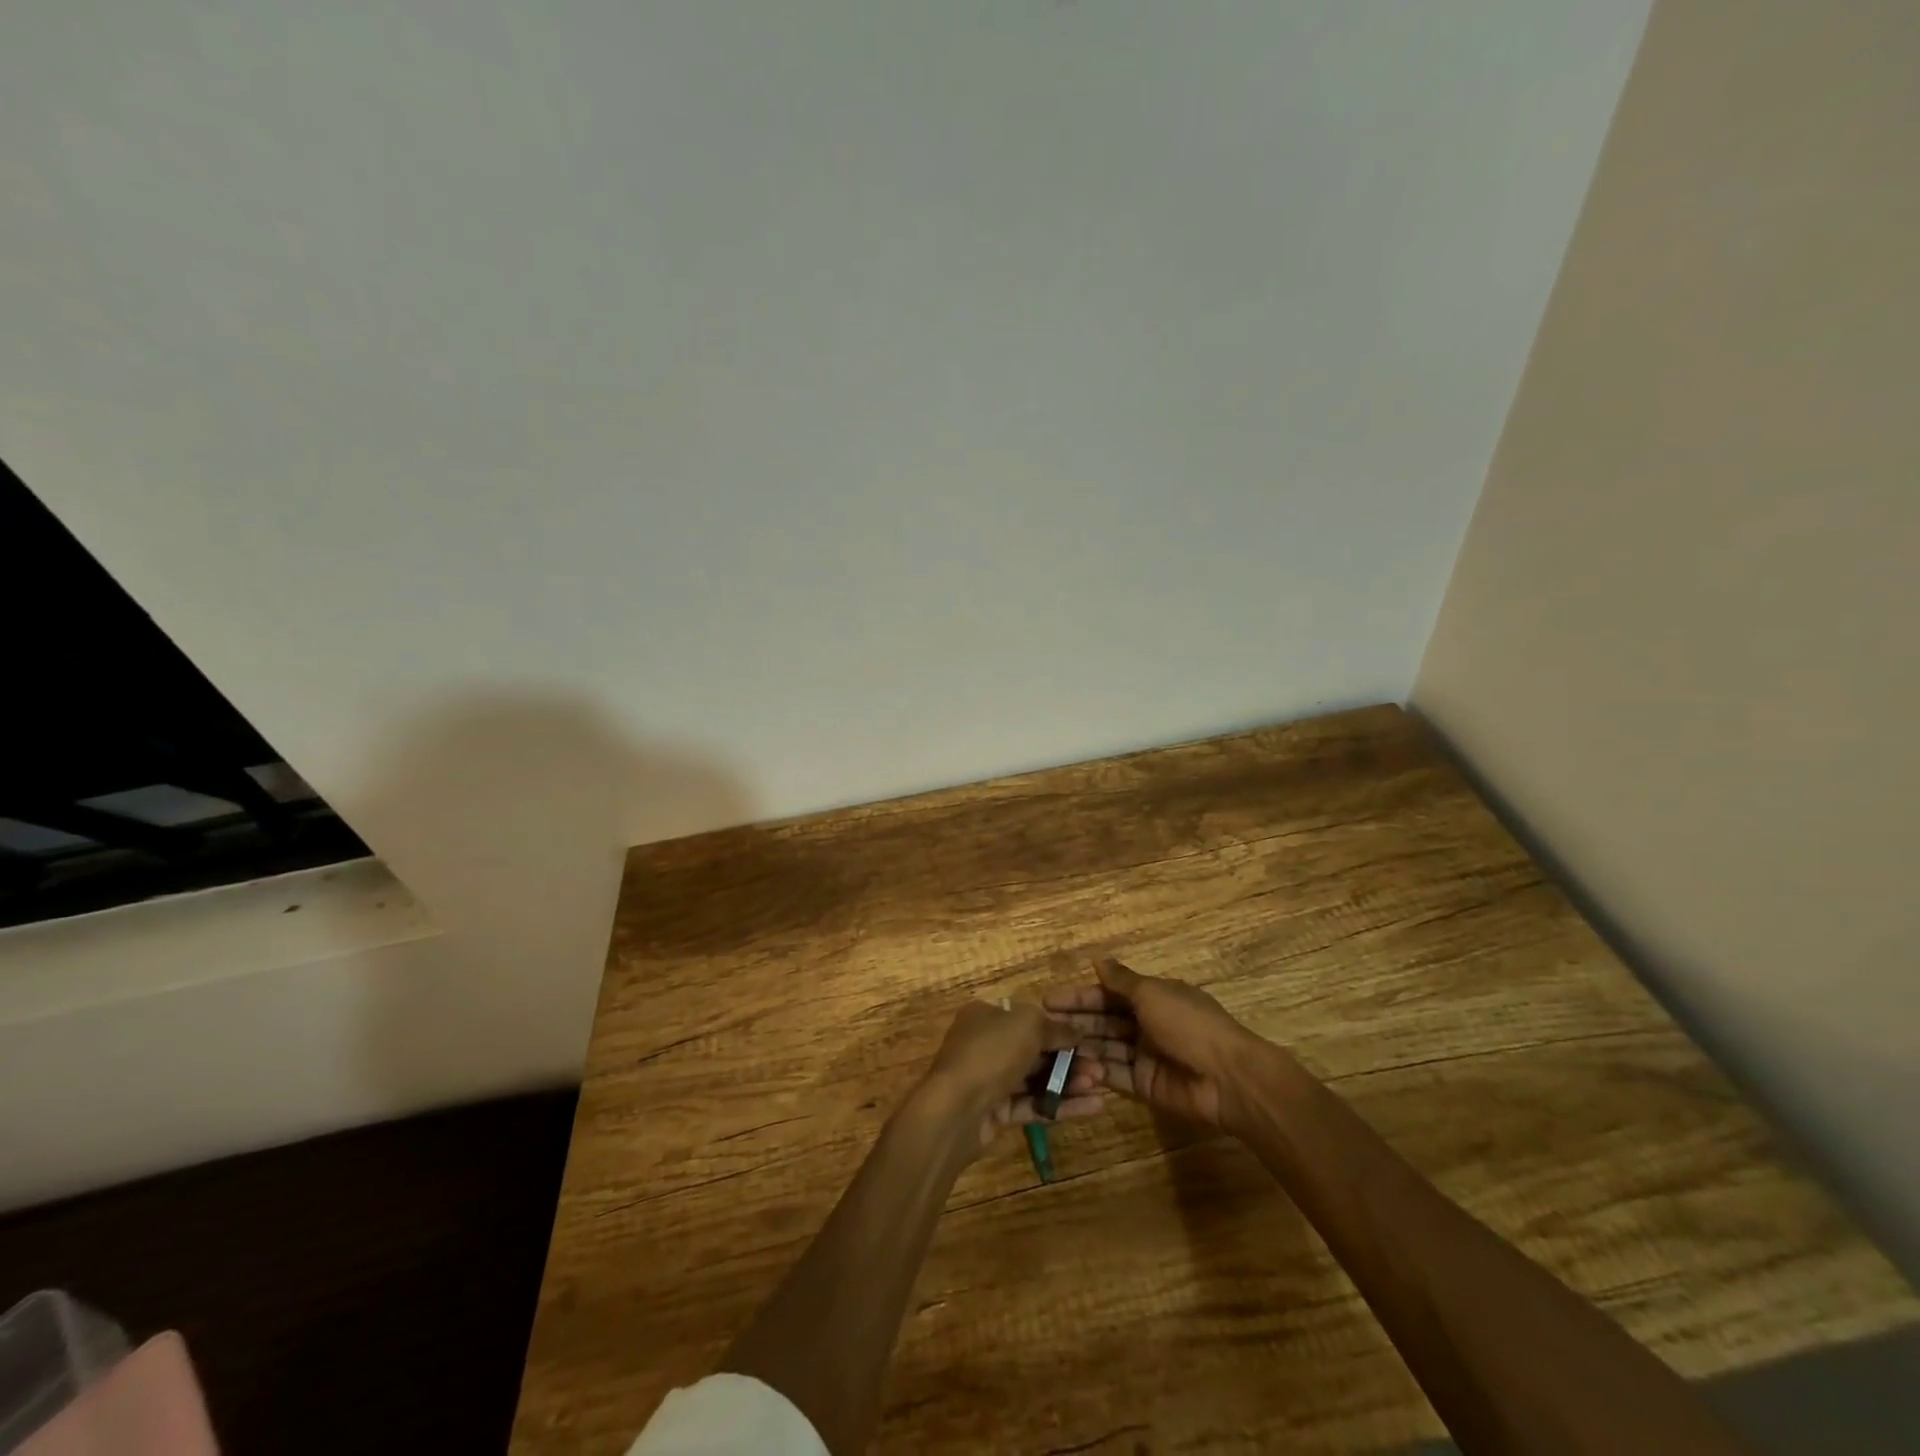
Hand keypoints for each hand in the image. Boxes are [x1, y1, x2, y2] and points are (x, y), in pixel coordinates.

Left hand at [916, 1001, 1105, 1152]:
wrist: (956, 1109)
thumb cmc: (991, 1053)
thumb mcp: (1028, 1025)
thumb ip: (1055, 1027)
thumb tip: (1076, 1032)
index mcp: (985, 1016)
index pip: (1027, 1018)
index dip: (1058, 1028)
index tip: (1087, 1038)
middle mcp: (985, 1044)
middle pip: (1034, 1050)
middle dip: (1069, 1058)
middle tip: (1099, 1067)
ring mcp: (990, 1080)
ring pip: (1036, 1079)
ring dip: (1068, 1082)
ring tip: (1100, 1086)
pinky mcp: (996, 1113)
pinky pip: (1033, 1105)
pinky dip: (1061, 1106)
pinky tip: (1093, 1108)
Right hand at [1045, 957, 1272, 1130]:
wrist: (1227, 1078)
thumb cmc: (1188, 1024)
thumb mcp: (1152, 993)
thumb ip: (1122, 981)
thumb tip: (1099, 959)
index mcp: (1152, 996)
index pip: (1108, 992)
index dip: (1080, 995)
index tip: (1048, 1000)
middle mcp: (1147, 1023)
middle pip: (1104, 1019)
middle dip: (1076, 1020)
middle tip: (1042, 1025)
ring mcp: (1145, 1055)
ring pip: (1106, 1046)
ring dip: (1082, 1045)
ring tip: (1050, 1047)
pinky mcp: (1145, 1085)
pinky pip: (1115, 1074)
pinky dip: (1096, 1070)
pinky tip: (1072, 1067)